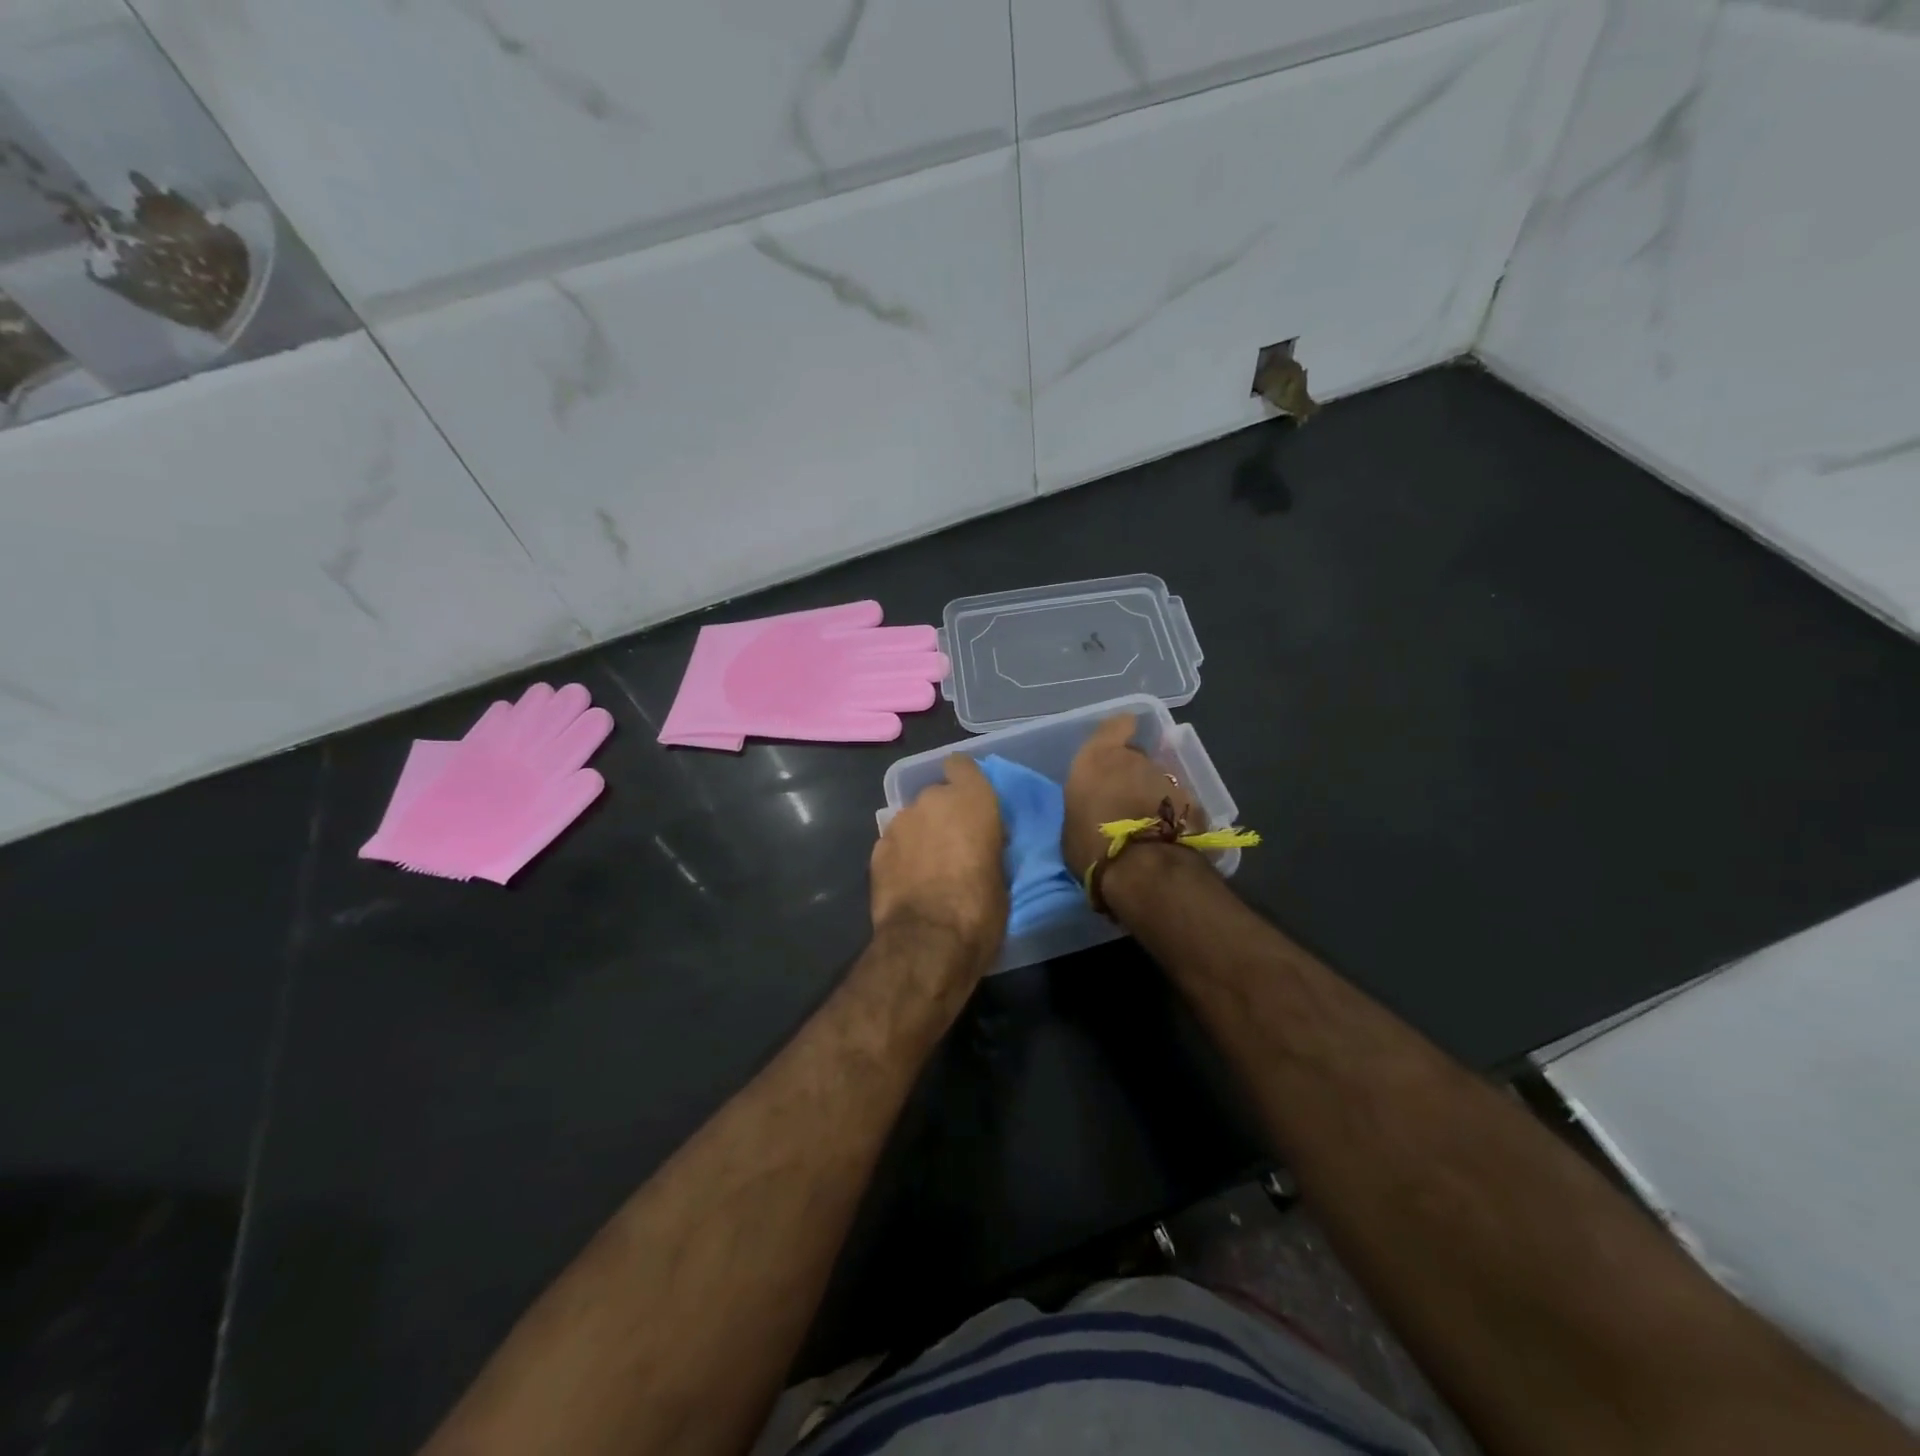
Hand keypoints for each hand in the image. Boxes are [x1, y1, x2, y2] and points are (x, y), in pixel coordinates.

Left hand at [870, 755, 1007, 985]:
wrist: (927, 942)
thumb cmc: (980, 908)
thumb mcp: (1002, 876)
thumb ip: (989, 847)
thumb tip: (981, 848)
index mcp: (971, 800)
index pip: (962, 765)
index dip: (964, 780)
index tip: (971, 803)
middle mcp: (932, 800)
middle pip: (937, 796)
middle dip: (944, 815)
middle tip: (955, 846)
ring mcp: (899, 823)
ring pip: (913, 820)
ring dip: (921, 835)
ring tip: (929, 869)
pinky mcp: (876, 848)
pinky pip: (895, 843)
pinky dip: (902, 856)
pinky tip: (909, 882)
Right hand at [1061, 713, 1201, 880]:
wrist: (1142, 870)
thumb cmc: (1091, 847)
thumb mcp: (1072, 824)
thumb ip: (1086, 805)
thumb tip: (1094, 809)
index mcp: (1097, 759)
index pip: (1115, 726)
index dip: (1120, 732)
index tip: (1119, 742)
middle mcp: (1135, 760)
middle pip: (1137, 758)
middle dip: (1133, 774)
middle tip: (1124, 801)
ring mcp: (1167, 779)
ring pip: (1159, 781)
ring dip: (1153, 796)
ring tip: (1146, 825)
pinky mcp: (1192, 803)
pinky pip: (1177, 804)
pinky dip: (1173, 815)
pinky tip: (1166, 838)